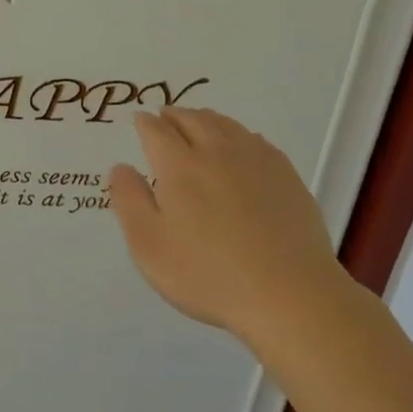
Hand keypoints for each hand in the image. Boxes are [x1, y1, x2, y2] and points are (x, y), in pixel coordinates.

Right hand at [108, 107, 355, 359]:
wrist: (291, 297)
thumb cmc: (208, 274)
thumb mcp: (149, 245)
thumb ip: (129, 200)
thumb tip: (121, 167)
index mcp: (179, 165)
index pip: (156, 130)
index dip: (144, 122)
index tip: (139, 120)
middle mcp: (217, 152)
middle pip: (192, 119)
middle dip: (174, 114)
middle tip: (164, 115)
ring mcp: (256, 162)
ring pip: (226, 125)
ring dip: (205, 118)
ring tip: (197, 121)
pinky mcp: (287, 177)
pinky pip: (256, 141)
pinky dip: (239, 134)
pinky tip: (241, 145)